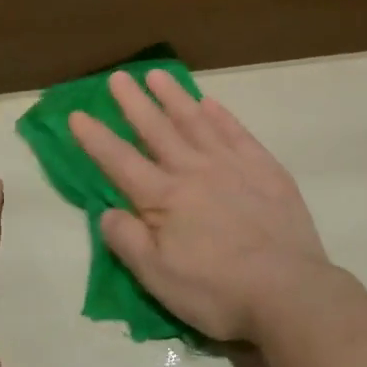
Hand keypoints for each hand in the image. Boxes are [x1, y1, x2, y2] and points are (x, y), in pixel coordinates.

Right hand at [69, 69, 343, 344]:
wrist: (288, 290)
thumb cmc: (217, 291)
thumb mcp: (159, 278)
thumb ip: (128, 241)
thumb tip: (107, 212)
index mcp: (164, 198)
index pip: (120, 161)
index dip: (96, 138)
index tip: (78, 114)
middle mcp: (194, 170)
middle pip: (157, 130)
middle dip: (134, 103)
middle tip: (118, 77)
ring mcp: (232, 164)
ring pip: (196, 121)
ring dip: (174, 97)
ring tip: (158, 75)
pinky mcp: (265, 168)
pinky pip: (236, 132)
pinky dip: (220, 115)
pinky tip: (210, 102)